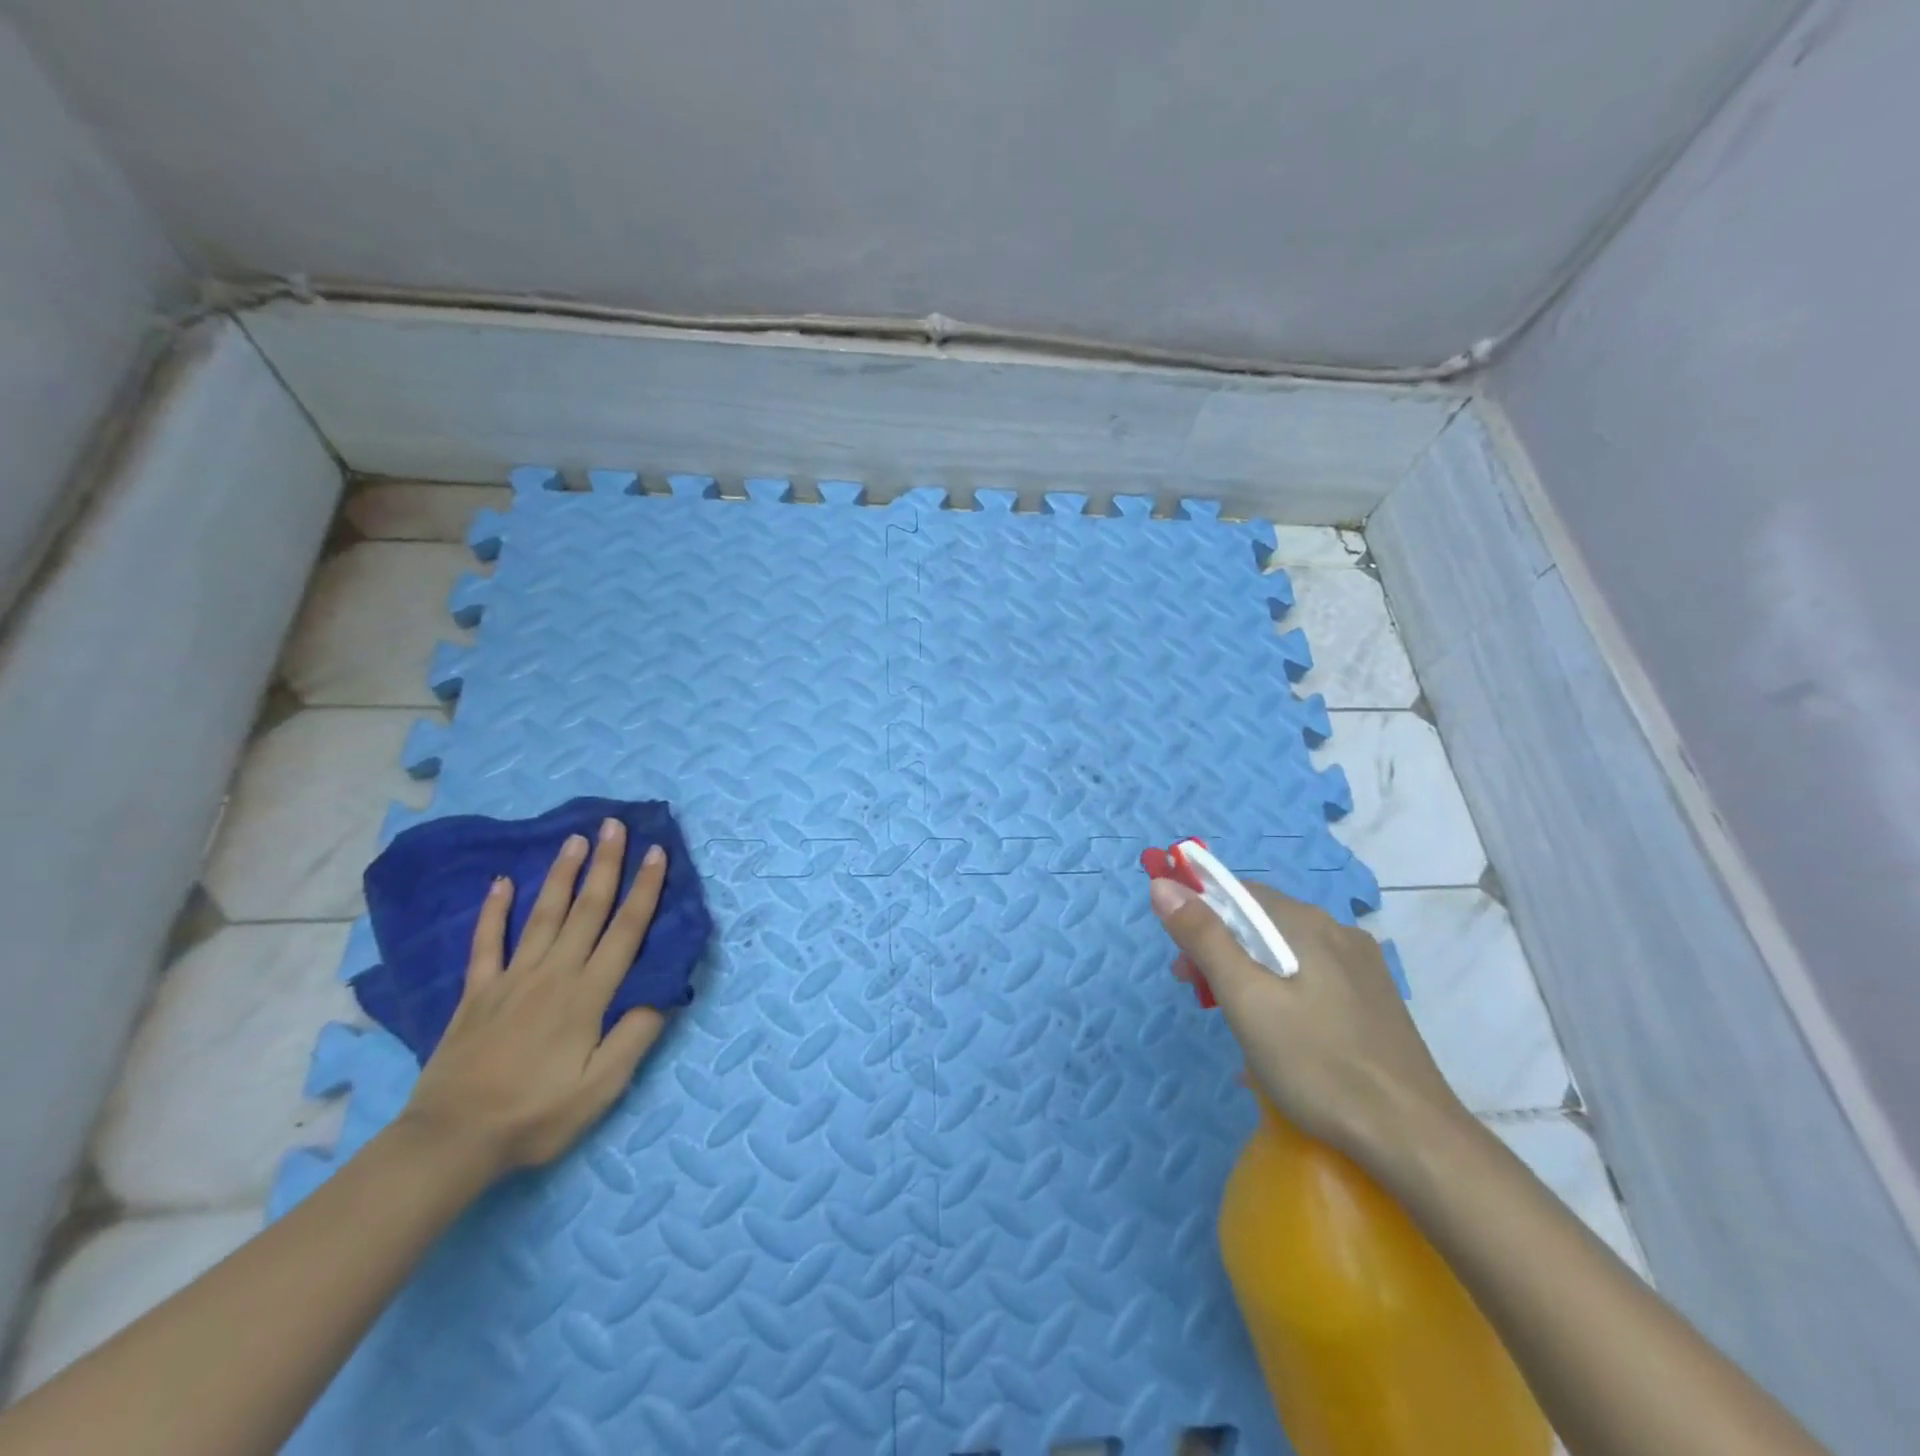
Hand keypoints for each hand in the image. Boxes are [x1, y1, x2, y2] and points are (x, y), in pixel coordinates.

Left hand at [400, 818, 670, 1176]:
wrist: (451, 1142)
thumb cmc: (536, 1115)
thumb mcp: (601, 1088)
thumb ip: (635, 1036)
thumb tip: (665, 992)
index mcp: (588, 994)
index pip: (626, 930)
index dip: (645, 889)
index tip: (657, 852)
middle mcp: (554, 974)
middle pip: (587, 909)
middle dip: (606, 865)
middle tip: (614, 825)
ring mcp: (511, 979)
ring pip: (542, 915)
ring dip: (561, 875)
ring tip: (574, 840)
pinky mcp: (477, 992)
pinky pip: (486, 942)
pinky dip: (493, 911)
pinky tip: (500, 883)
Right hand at [1149, 876, 1463, 1169]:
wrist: (1414, 1139)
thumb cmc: (1318, 1064)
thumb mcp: (1246, 999)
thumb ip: (1204, 938)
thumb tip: (1164, 884)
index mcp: (1307, 923)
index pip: (1239, 893)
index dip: (1200, 914)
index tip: (1181, 960)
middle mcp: (1338, 932)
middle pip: (1262, 923)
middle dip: (1221, 949)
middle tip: (1198, 995)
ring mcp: (1362, 968)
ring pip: (1287, 953)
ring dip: (1249, 973)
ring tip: (1235, 1022)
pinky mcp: (1374, 1001)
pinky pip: (1312, 979)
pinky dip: (1281, 992)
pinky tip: (1278, 1035)